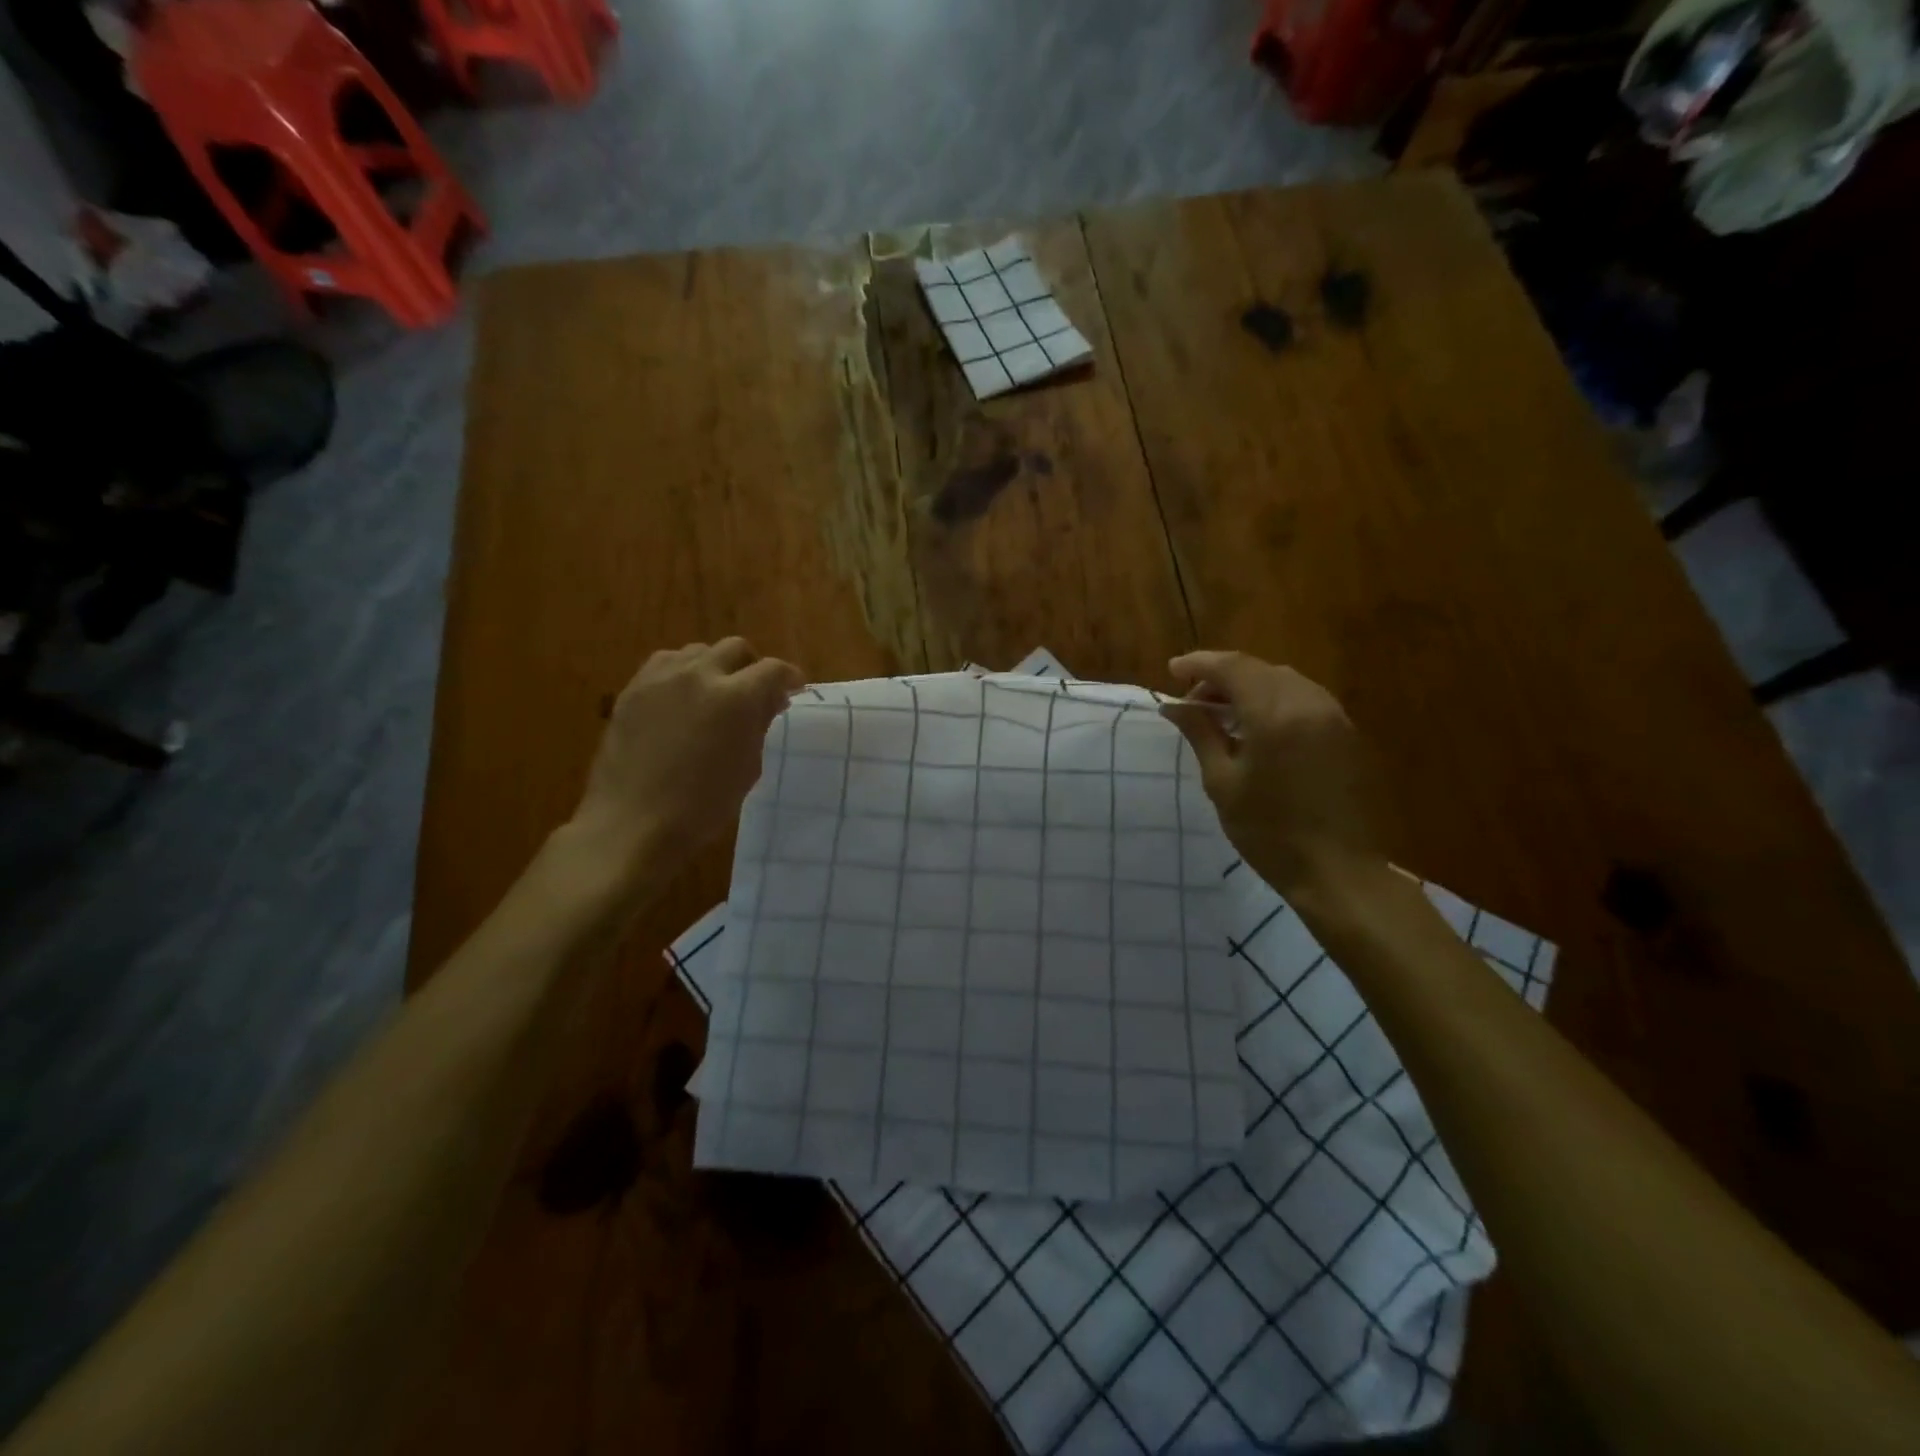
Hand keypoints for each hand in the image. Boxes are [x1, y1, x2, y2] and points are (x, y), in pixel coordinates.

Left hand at [569, 639, 803, 877]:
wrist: (633, 822)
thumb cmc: (702, 805)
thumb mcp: (747, 767)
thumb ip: (760, 724)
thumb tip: (771, 699)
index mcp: (737, 698)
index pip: (773, 670)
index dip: (789, 676)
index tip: (794, 687)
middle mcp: (701, 675)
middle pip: (735, 648)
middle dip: (752, 666)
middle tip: (755, 691)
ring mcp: (662, 678)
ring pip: (699, 651)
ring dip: (715, 666)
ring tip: (715, 692)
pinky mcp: (633, 688)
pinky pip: (665, 663)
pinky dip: (682, 672)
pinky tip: (682, 697)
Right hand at [1160, 650, 1384, 897]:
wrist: (1336, 871)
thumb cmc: (1268, 831)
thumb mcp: (1222, 782)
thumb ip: (1200, 734)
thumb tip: (1174, 706)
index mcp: (1274, 714)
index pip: (1232, 667)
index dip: (1199, 664)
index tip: (1172, 671)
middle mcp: (1308, 702)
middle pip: (1259, 669)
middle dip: (1222, 677)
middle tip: (1193, 701)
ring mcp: (1333, 716)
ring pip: (1283, 680)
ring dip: (1249, 687)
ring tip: (1222, 714)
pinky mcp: (1345, 732)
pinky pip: (1303, 698)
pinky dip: (1273, 700)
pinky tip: (1256, 727)